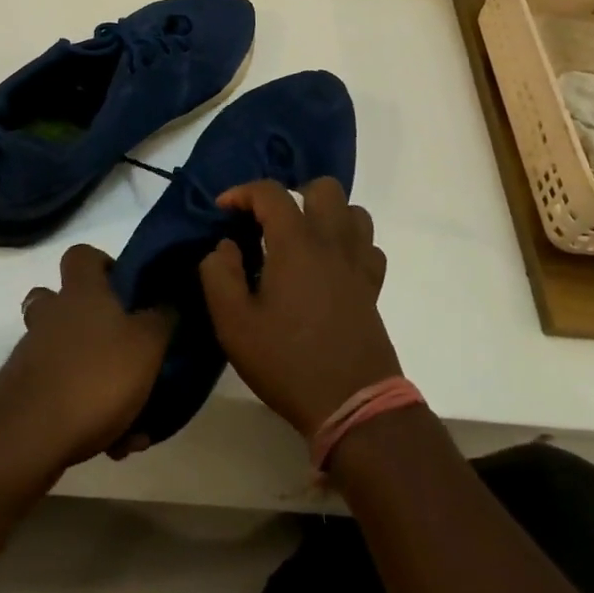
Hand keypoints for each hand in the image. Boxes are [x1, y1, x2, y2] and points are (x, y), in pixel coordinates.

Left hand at [0, 244, 172, 469]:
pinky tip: (113, 446)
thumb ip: (161, 318)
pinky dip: (85, 415)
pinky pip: (61, 397)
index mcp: (81, 293)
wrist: (28, 437)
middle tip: (119, 345)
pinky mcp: (23, 395)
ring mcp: (32, 355)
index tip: (124, 287)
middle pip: (59, 302)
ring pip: (63, 355)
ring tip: (132, 417)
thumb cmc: (95, 375)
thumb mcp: (147, 344)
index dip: (102, 264)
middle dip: (88, 322)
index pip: (81, 255)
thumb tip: (166, 300)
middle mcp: (52, 316)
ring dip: (94, 378)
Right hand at [199, 179, 400, 438]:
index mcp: (296, 243)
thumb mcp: (234, 324)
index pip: (271, 192)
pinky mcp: (373, 286)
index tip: (223, 208)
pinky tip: (330, 265)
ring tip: (301, 238)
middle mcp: (331, 241)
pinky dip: (349, 243)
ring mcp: (358, 262)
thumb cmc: (287, 362)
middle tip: (269, 221)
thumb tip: (224, 246)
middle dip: (293, 194)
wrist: (353, 404)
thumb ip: (219, 275)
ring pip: (353, 211)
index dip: (243, 192)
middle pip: (323, 188)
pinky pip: (368, 245)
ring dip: (326, 214)